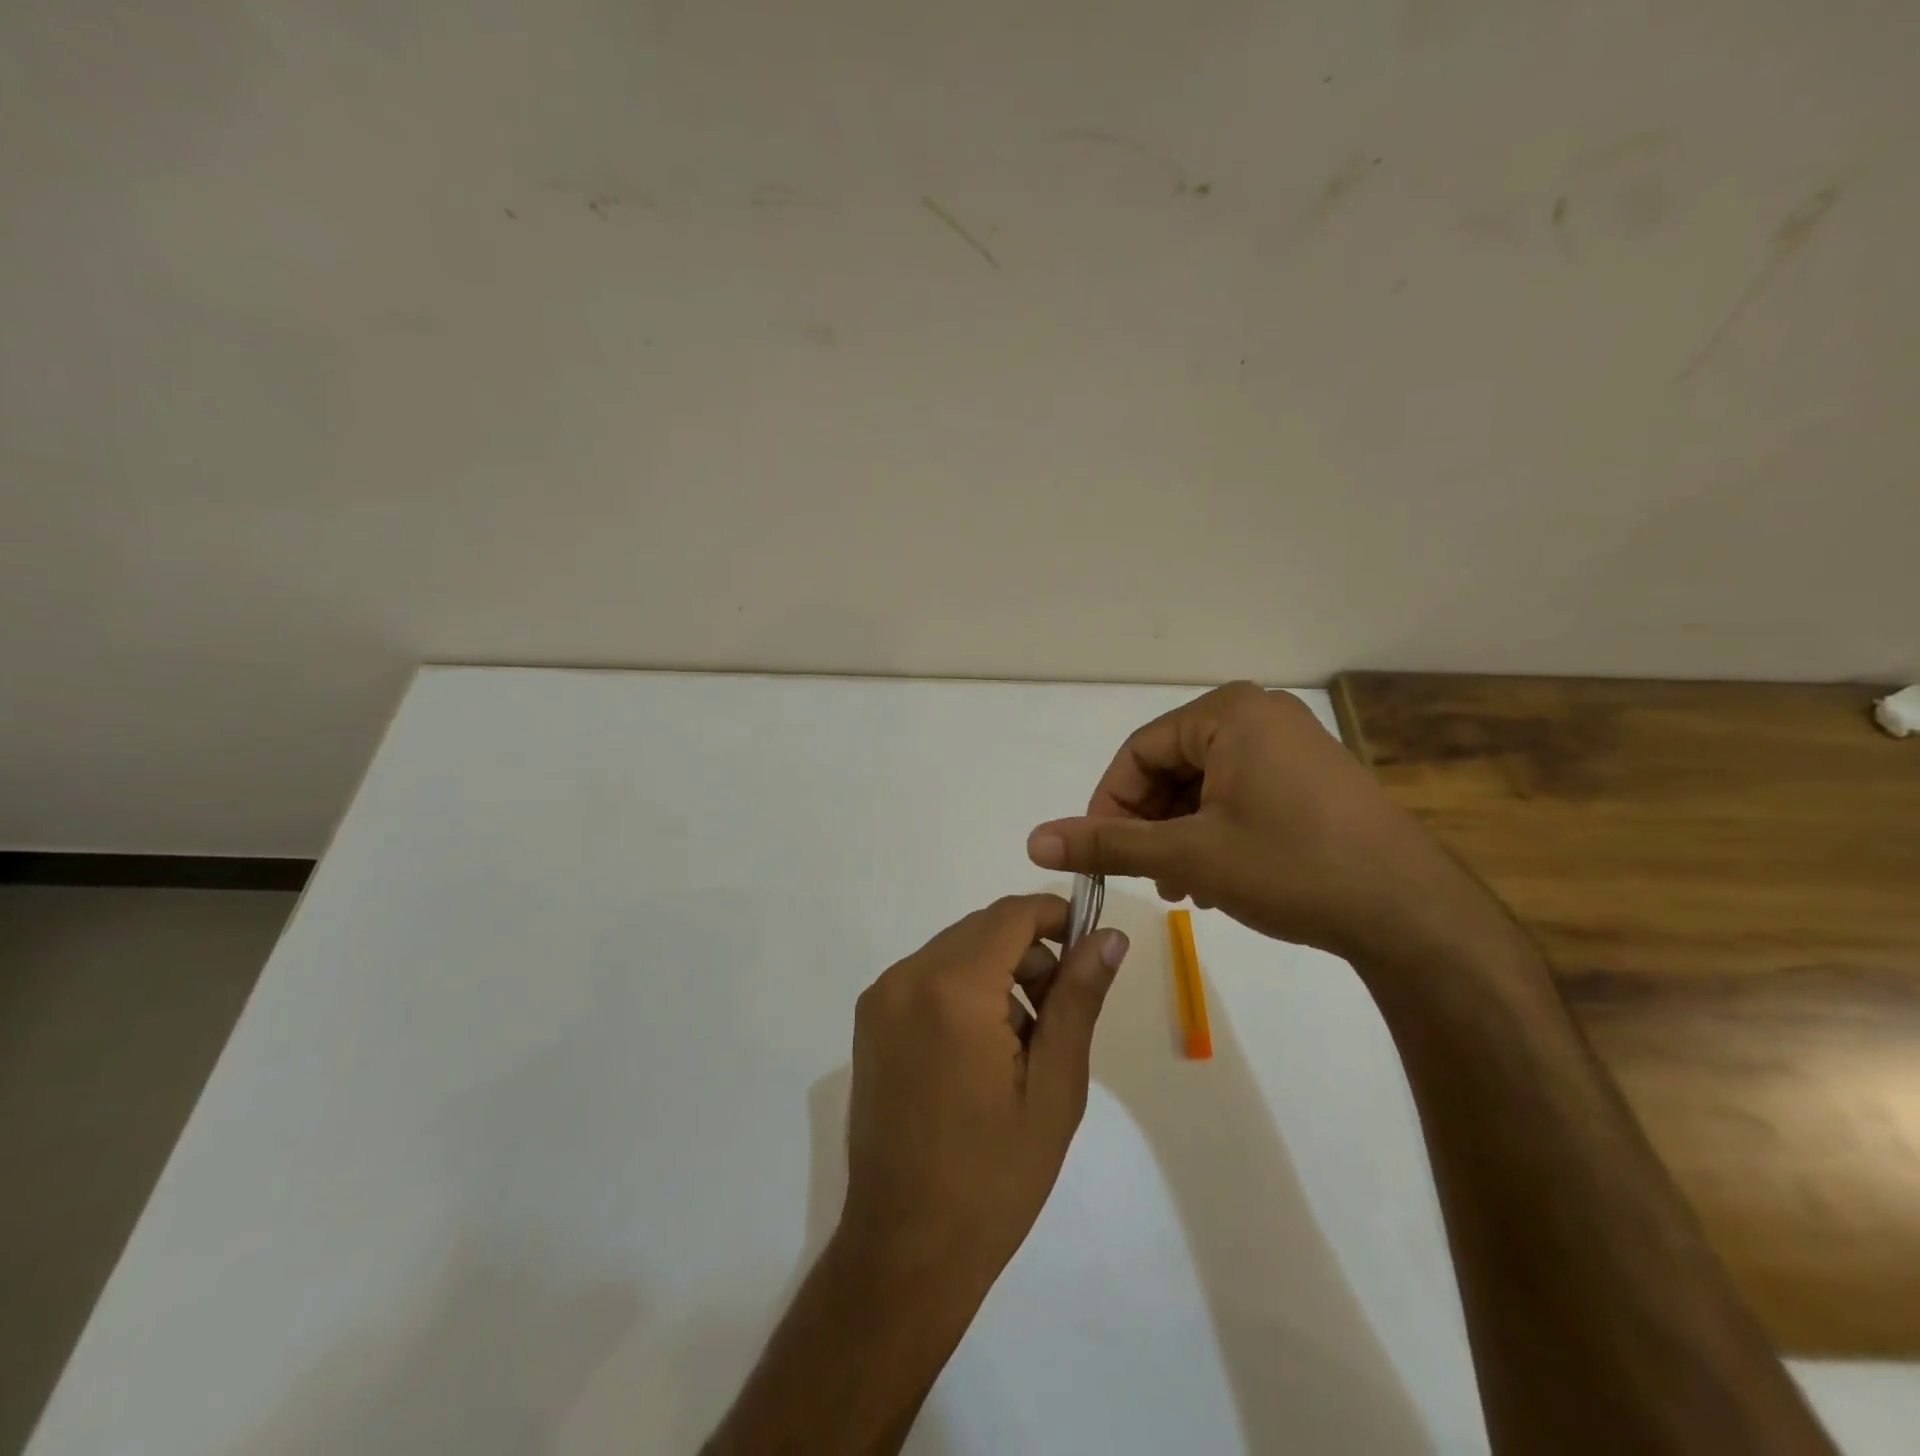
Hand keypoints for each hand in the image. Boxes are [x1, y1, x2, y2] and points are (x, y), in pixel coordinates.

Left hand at [840, 894, 1129, 1295]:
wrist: (906, 1249)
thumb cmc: (994, 1176)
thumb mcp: (1054, 1087)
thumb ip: (1079, 998)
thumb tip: (1110, 936)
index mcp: (952, 989)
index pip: (1012, 915)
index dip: (1056, 917)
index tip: (1088, 950)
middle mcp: (906, 977)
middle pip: (982, 929)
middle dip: (1029, 952)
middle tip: (1060, 1012)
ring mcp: (880, 998)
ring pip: (955, 951)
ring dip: (997, 972)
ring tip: (1024, 1041)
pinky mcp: (869, 1021)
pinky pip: (928, 976)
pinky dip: (964, 989)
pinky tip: (982, 1049)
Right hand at [1026, 682, 1478, 960]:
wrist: (1412, 913)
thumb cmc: (1291, 867)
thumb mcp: (1188, 855)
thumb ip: (1107, 844)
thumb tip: (1034, 840)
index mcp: (1228, 713)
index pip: (1139, 752)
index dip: (1110, 804)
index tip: (1101, 855)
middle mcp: (1259, 715)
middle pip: (1171, 766)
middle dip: (1150, 824)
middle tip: (1147, 877)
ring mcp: (1291, 745)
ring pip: (1204, 785)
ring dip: (1180, 834)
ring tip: (1183, 887)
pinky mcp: (1311, 777)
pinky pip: (1239, 793)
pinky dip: (1215, 832)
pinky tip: (1217, 879)